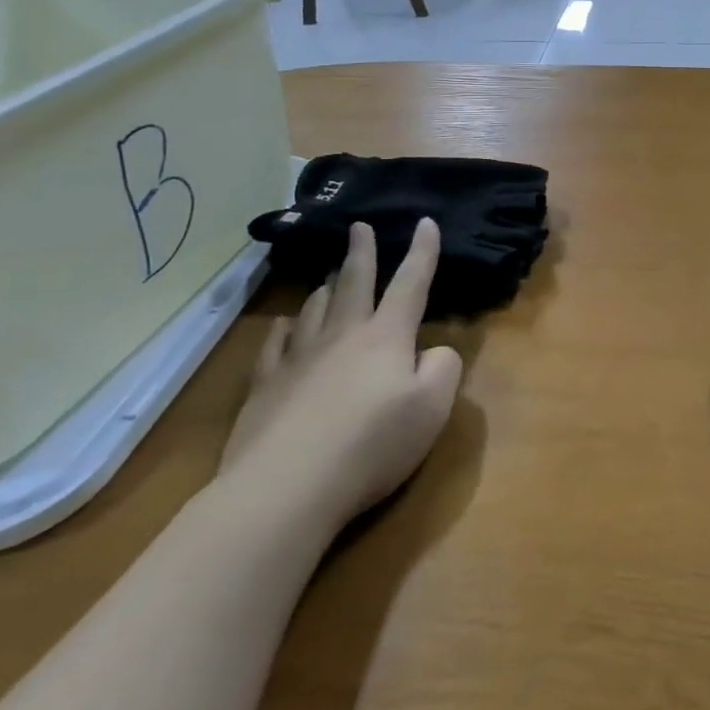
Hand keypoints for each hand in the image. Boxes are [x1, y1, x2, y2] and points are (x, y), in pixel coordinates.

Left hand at [219, 218, 462, 536]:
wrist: (287, 487)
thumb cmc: (372, 444)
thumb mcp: (433, 408)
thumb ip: (444, 369)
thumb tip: (433, 351)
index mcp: (386, 337)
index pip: (410, 284)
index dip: (422, 252)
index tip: (425, 222)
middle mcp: (343, 336)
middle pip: (354, 283)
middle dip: (361, 252)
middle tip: (359, 226)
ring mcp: (299, 359)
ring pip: (314, 309)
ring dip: (325, 288)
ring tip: (327, 275)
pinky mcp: (266, 387)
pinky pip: (275, 345)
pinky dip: (283, 329)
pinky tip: (284, 324)